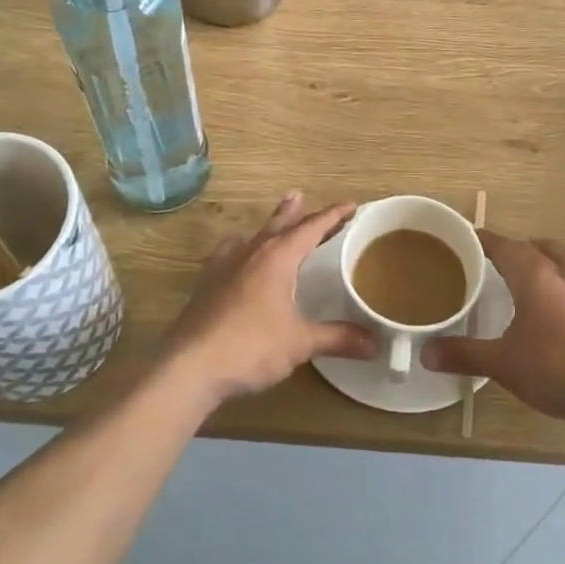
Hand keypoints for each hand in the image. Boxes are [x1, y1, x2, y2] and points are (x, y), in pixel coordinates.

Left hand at [161, 193, 373, 407]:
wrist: (189, 366)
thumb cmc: (251, 346)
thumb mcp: (300, 343)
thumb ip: (337, 338)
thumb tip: (375, 344)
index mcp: (278, 257)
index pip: (311, 228)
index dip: (332, 216)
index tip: (350, 205)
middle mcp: (251, 252)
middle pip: (279, 224)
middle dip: (296, 213)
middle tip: (304, 197)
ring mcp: (224, 266)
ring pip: (253, 236)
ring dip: (269, 226)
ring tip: (275, 219)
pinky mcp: (206, 284)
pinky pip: (229, 253)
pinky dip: (241, 248)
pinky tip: (237, 255)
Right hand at [422, 231, 564, 429]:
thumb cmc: (556, 367)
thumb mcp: (502, 363)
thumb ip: (464, 354)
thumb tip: (425, 353)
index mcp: (536, 278)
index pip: (507, 247)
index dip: (486, 240)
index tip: (469, 235)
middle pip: (545, 251)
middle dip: (525, 248)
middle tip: (506, 255)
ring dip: (557, 263)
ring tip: (545, 271)